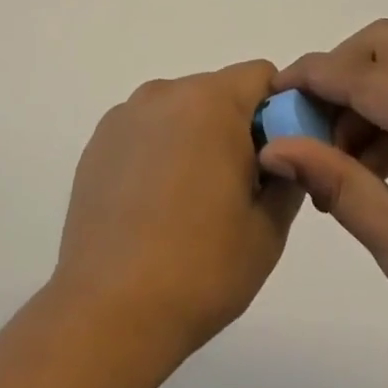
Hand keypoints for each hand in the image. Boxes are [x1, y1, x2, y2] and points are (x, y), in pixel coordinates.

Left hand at [52, 61, 304, 362]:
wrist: (109, 311)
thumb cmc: (201, 268)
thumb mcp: (268, 226)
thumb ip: (289, 173)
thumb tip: (284, 152)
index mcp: (209, 102)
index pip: (260, 77)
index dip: (279, 111)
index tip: (278, 159)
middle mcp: (164, 94)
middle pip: (217, 92)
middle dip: (236, 128)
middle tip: (239, 190)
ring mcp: (124, 116)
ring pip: (180, 111)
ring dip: (196, 139)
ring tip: (192, 204)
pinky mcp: (98, 143)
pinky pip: (146, 131)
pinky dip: (160, 152)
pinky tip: (154, 206)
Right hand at [258, 21, 387, 387]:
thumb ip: (337, 185)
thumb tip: (275, 148)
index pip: (363, 75)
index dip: (310, 80)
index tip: (271, 97)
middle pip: (383, 41)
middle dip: (337, 74)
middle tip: (311, 129)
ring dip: (365, 87)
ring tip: (344, 155)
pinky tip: (382, 155)